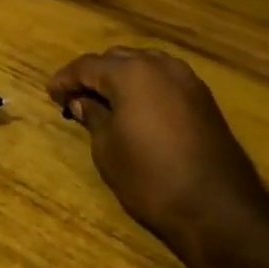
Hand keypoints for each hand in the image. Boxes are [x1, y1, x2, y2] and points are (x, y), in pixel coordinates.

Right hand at [48, 48, 268, 267]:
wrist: (217, 208)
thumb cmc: (150, 177)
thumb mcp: (108, 149)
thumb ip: (93, 116)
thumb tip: (82, 101)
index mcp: (132, 73)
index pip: (87, 65)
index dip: (65, 79)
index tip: (51, 94)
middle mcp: (161, 66)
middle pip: (117, 59)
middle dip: (93, 75)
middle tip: (74, 97)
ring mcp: (187, 80)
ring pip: (144, 65)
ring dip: (121, 78)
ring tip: (104, 102)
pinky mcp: (203, 98)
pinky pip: (164, 80)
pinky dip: (144, 87)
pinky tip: (135, 109)